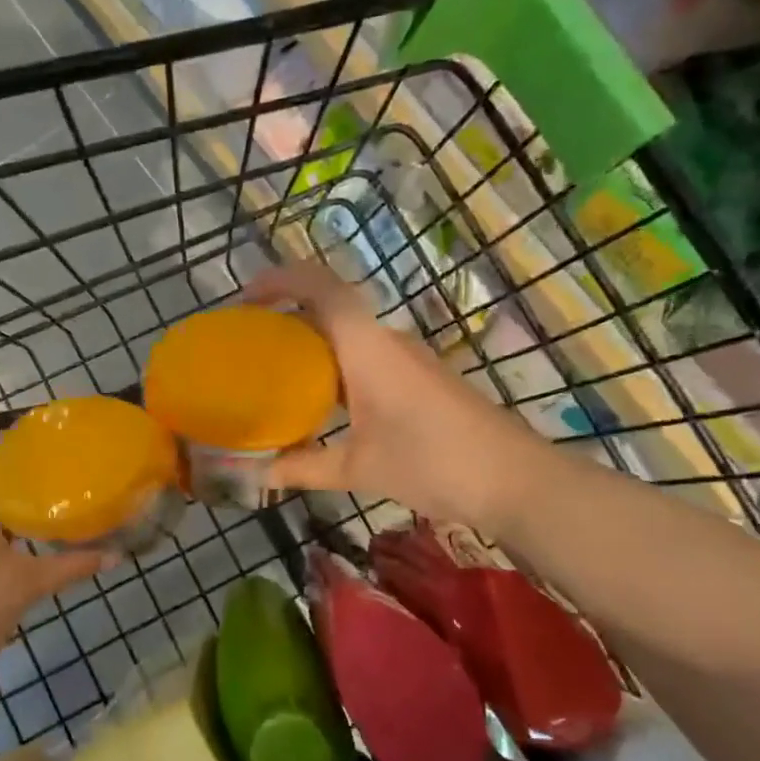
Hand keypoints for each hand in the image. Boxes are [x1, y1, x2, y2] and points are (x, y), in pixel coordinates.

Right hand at [245, 259, 548, 532]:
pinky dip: (332, 364)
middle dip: (285, 314)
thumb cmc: (433, 463)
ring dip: (310, 342)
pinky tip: (319, 400)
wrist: (516, 480)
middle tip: (247, 342)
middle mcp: (385, 340)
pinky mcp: (418, 377)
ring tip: (273, 371)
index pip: (320, 288)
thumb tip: (251, 473)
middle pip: (329, 306)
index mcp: (367, 347)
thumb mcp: (358, 469)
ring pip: (347, 333)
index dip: (280, 280)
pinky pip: (363, 355)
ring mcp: (406, 357)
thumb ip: (301, 467)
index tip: (244, 298)